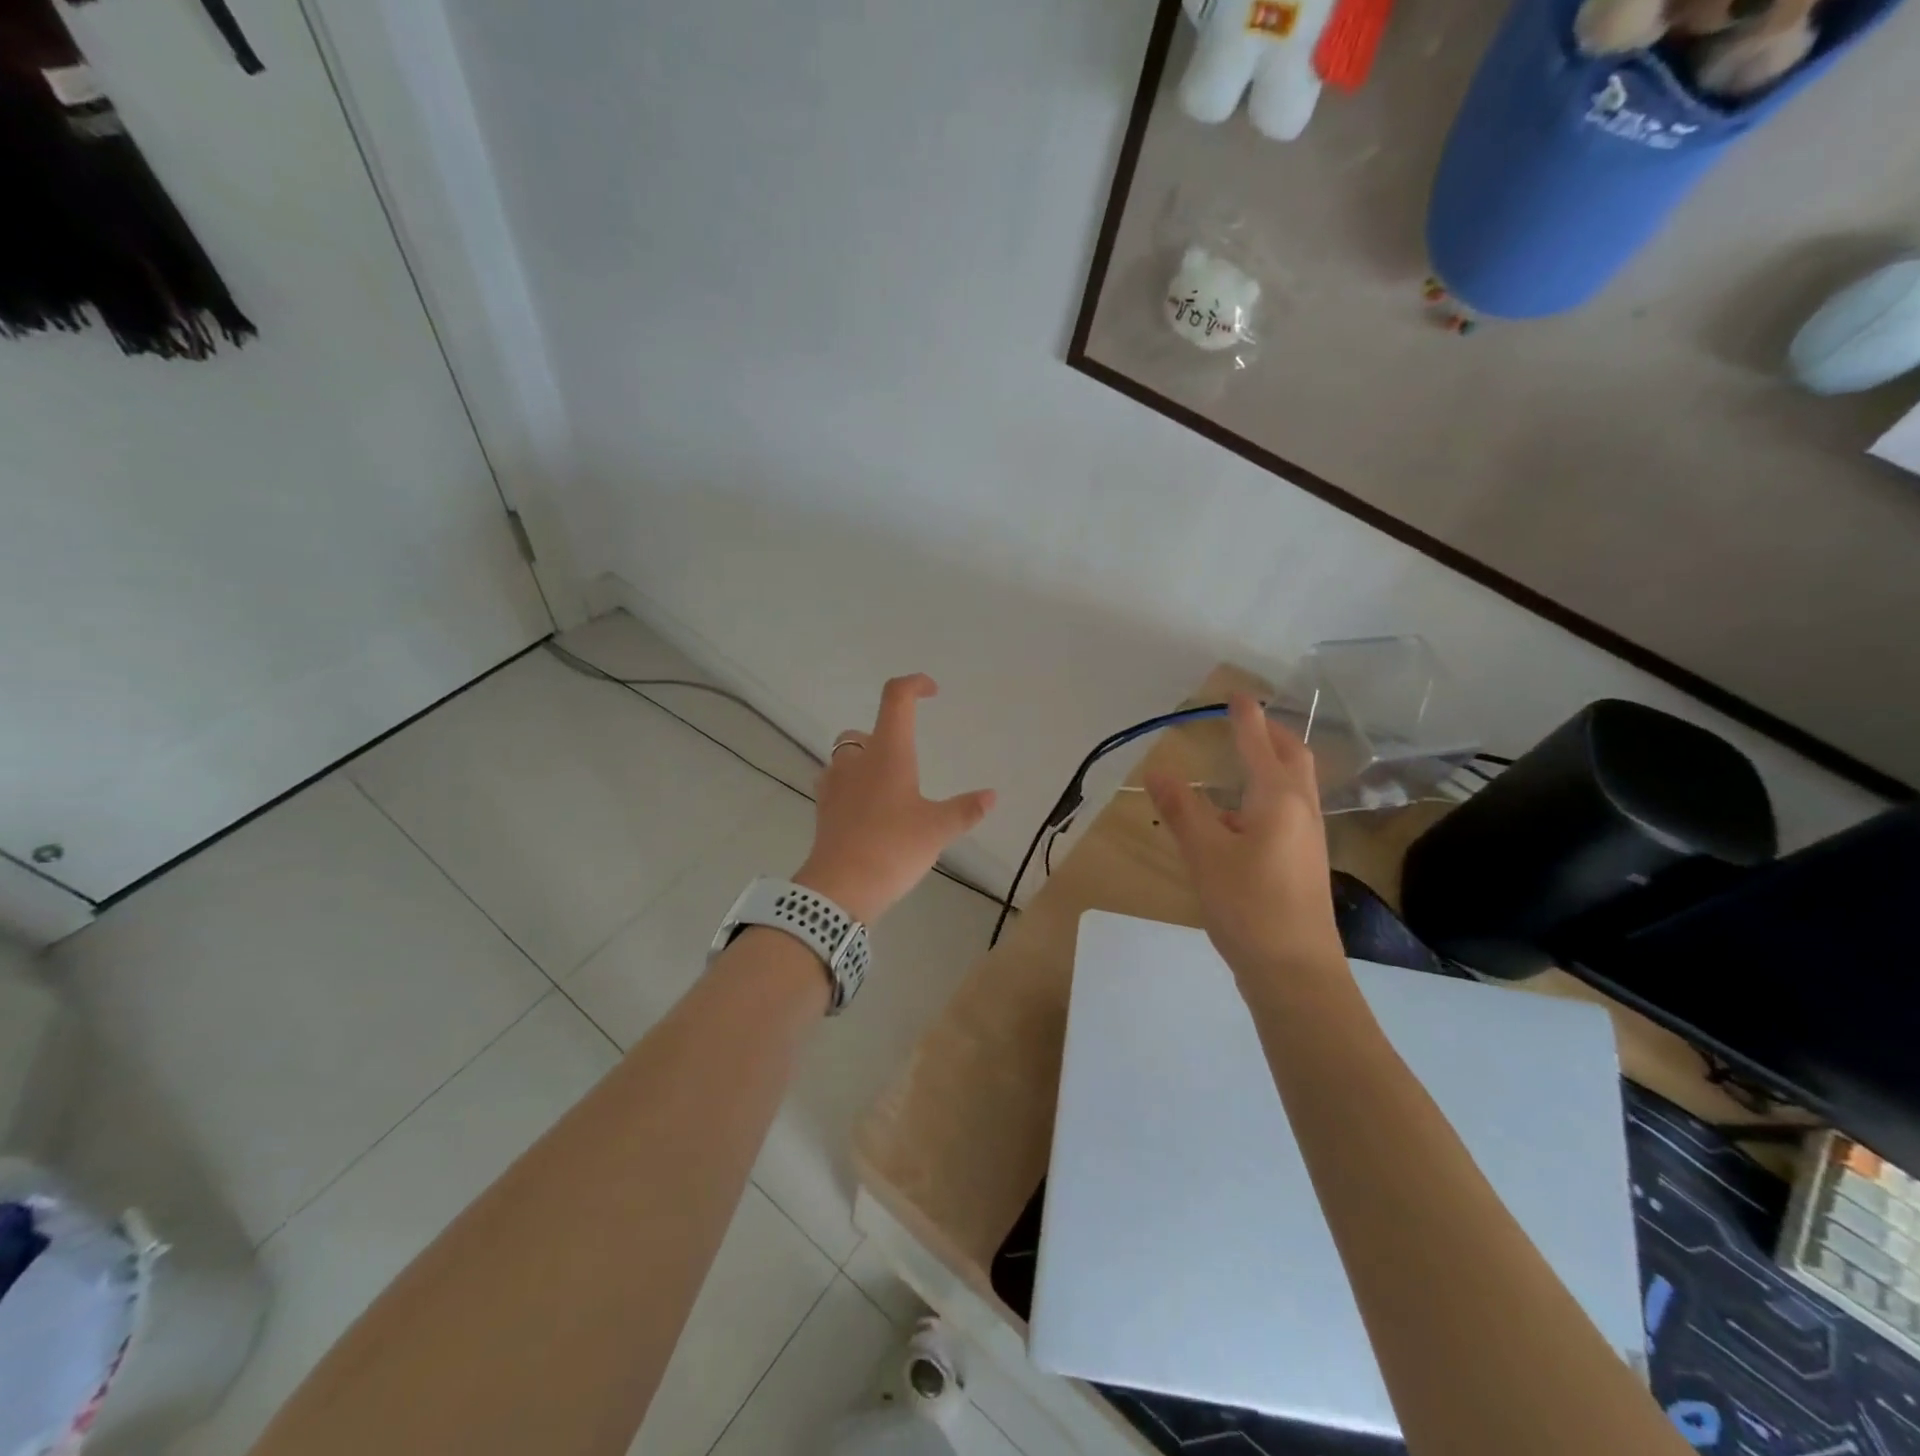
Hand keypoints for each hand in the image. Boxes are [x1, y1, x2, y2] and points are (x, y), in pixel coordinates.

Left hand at [795, 674, 996, 924]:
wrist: (839, 889)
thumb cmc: (892, 848)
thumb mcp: (937, 830)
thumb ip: (965, 810)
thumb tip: (991, 795)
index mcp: (887, 753)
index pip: (896, 699)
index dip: (913, 685)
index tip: (931, 691)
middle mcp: (856, 761)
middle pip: (863, 731)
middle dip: (883, 736)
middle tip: (906, 760)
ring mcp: (833, 784)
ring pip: (845, 758)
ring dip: (864, 763)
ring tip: (889, 790)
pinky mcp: (822, 809)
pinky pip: (836, 785)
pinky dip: (852, 788)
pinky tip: (869, 813)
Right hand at [1145, 693, 1343, 982]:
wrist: (1295, 971)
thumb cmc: (1248, 905)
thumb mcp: (1205, 854)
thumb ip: (1182, 810)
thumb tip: (1157, 771)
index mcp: (1278, 799)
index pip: (1260, 745)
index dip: (1246, 718)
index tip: (1237, 694)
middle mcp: (1301, 811)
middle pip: (1293, 758)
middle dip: (1272, 735)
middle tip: (1248, 721)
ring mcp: (1308, 838)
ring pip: (1295, 786)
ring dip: (1274, 763)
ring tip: (1245, 760)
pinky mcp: (1304, 862)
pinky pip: (1289, 810)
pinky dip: (1269, 793)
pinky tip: (1244, 815)